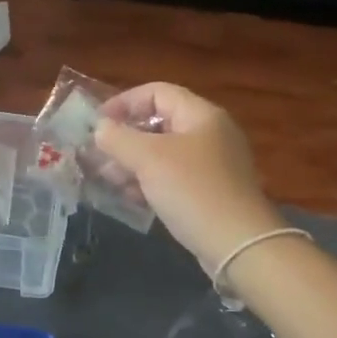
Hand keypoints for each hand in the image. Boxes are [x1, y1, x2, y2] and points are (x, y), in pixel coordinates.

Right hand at [95, 83, 281, 270]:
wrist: (238, 244)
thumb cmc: (193, 190)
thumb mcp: (149, 159)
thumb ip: (119, 138)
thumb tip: (101, 128)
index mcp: (201, 115)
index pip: (157, 92)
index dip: (124, 102)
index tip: (97, 122)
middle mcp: (210, 134)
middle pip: (159, 123)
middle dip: (125, 138)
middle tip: (98, 155)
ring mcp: (212, 165)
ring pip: (164, 154)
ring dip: (133, 163)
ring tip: (108, 180)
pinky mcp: (210, 193)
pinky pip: (173, 178)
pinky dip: (150, 182)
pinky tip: (130, 198)